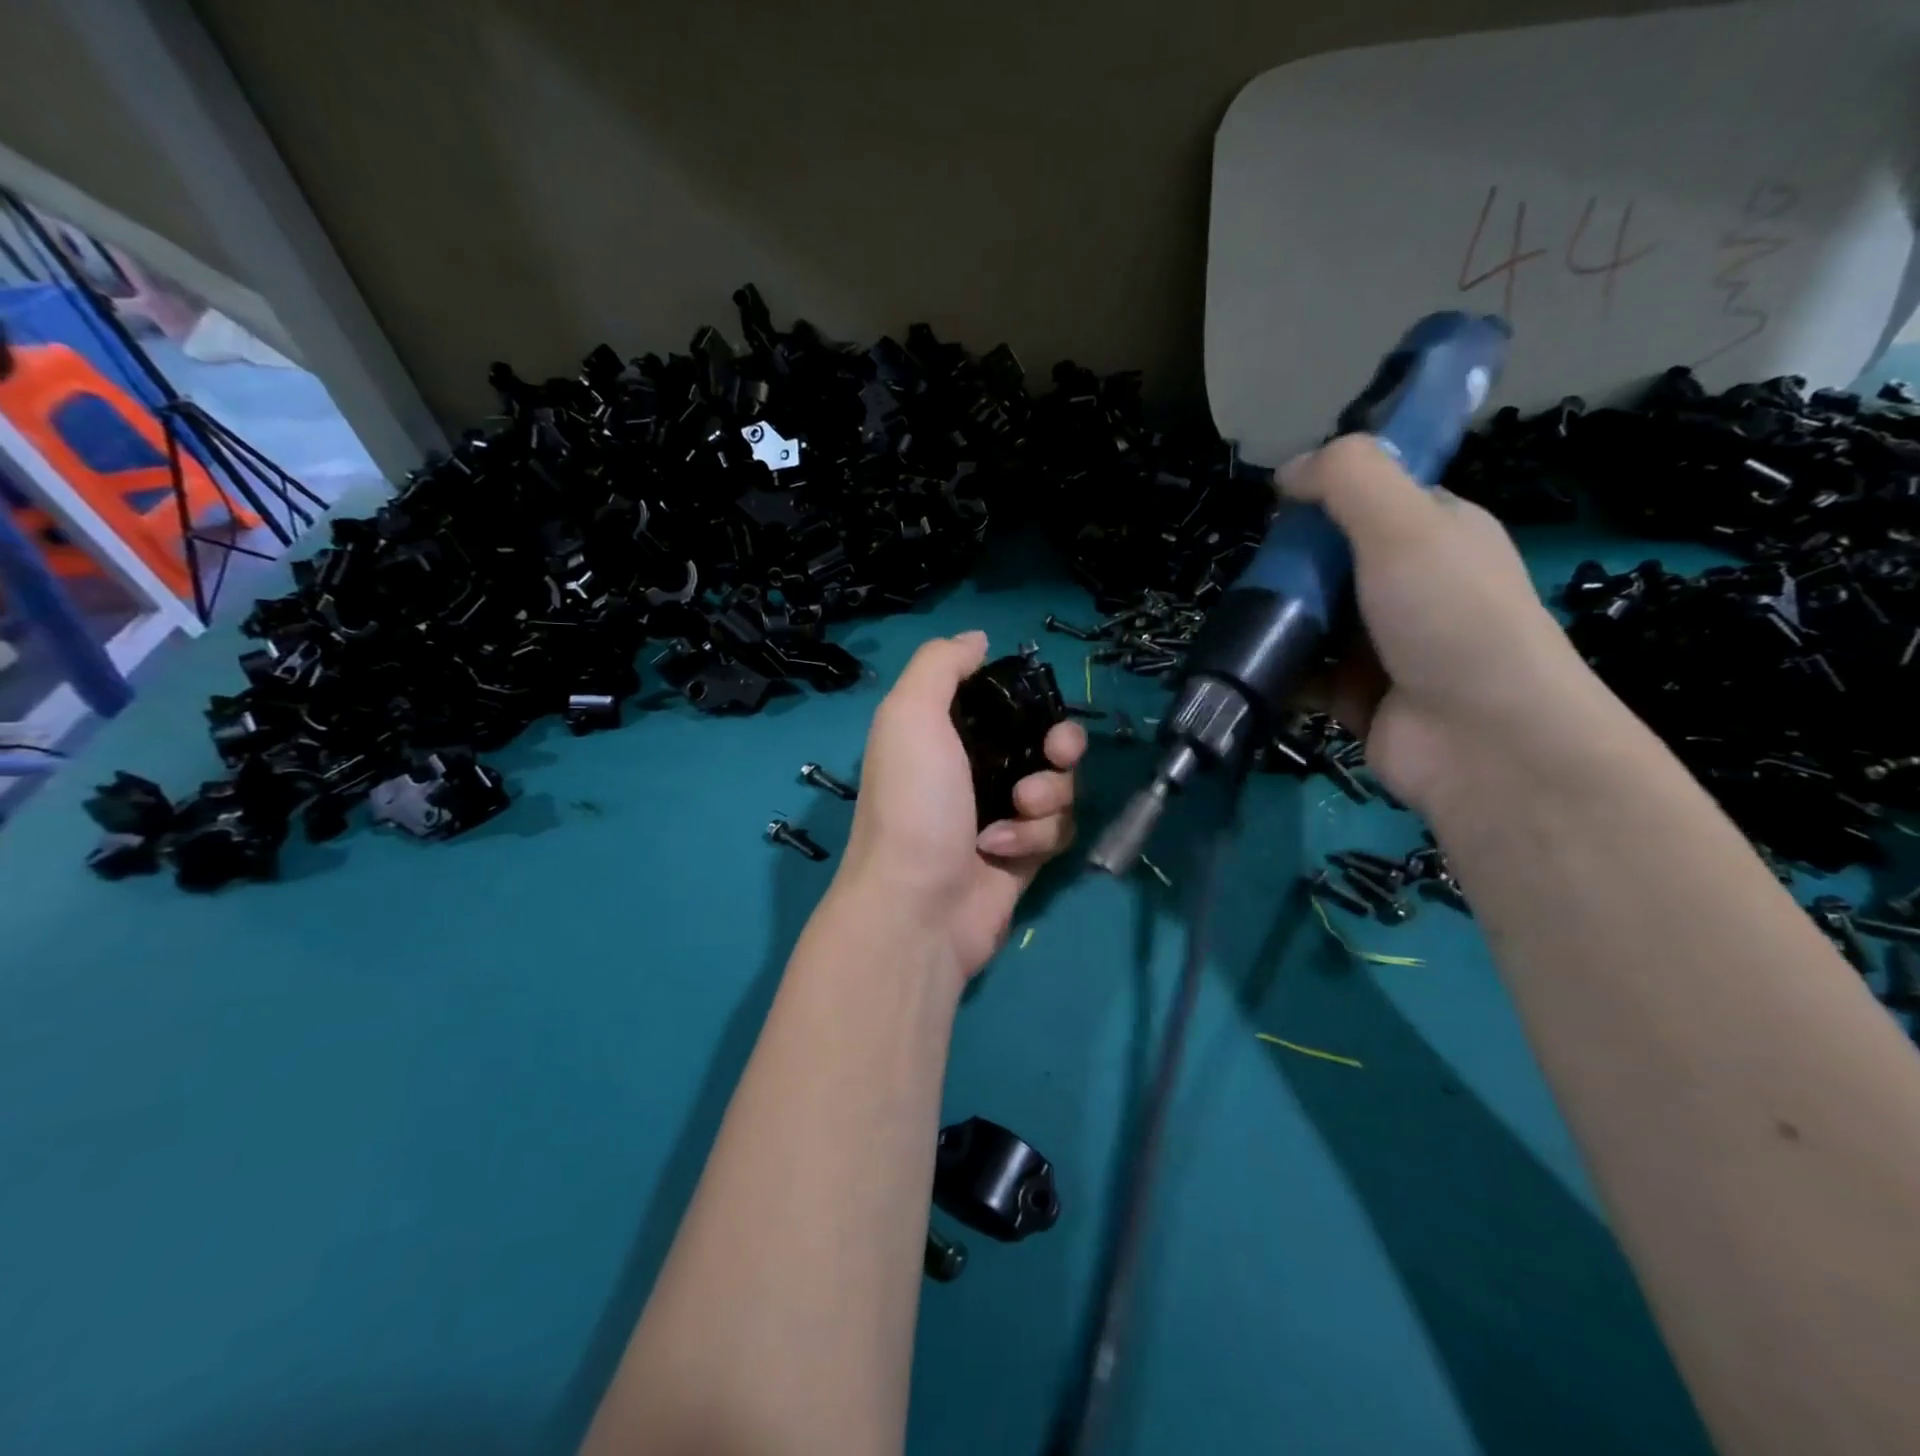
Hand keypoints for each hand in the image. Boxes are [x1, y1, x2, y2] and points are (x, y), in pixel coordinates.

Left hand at [836, 631, 1086, 979]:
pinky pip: (1058, 829)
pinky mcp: (1023, 856)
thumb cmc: (914, 802)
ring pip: (1059, 785)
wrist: (918, 906)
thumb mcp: (910, 715)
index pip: (1004, 702)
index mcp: (945, 734)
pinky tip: (1002, 851)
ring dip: (1046, 796)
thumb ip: (940, 665)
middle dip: (1060, 745)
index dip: (1029, 700)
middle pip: (1045, 741)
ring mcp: (1001, 815)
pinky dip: (1037, 836)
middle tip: (1053, 755)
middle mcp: (975, 770)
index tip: (1039, 706)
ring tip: (1015, 812)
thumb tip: (978, 639)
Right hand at [1280, 435, 1605, 812]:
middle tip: (1251, 575)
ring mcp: (1382, 645)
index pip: (1373, 500)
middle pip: (1332, 561)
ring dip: (1275, 619)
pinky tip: (1246, 664)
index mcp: (1438, 534)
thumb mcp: (1406, 526)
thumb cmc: (1451, 619)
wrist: (1483, 742)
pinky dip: (1276, 670)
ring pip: (1312, 619)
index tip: (1279, 510)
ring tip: (1236, 619)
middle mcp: (1412, 586)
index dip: (1325, 498)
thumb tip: (1289, 469)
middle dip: (1287, 565)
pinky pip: (1302, 673)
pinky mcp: (1354, 695)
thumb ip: (1349, 480)